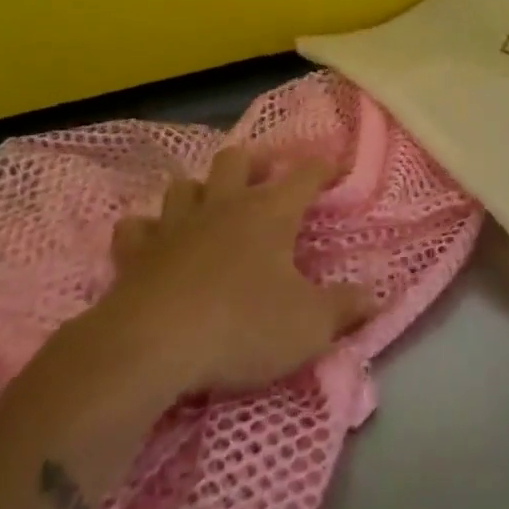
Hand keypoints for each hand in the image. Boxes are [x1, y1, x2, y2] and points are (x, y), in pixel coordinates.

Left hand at [100, 148, 373, 396]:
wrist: (151, 347)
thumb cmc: (241, 328)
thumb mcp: (309, 327)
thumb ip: (344, 309)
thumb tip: (374, 297)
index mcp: (270, 213)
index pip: (304, 176)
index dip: (322, 168)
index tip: (334, 166)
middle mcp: (223, 206)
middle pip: (235, 160)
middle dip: (251, 164)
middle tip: (261, 180)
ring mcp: (175, 225)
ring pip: (184, 185)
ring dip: (198, 191)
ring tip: (208, 207)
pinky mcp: (134, 253)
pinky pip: (137, 227)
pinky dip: (147, 231)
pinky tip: (153, 243)